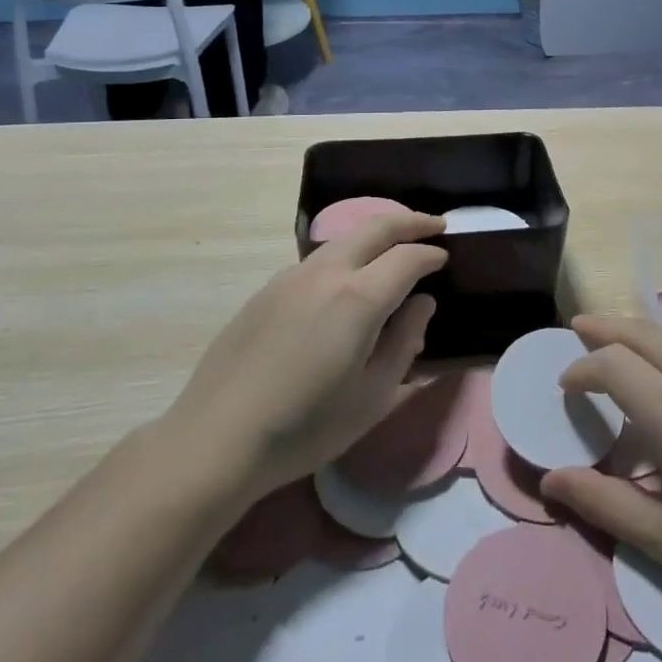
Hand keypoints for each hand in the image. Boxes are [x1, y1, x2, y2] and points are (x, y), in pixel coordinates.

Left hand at [156, 213, 447, 505]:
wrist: (216, 439)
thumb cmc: (305, 427)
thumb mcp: (372, 396)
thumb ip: (405, 342)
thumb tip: (421, 304)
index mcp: (358, 297)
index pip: (407, 257)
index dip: (431, 255)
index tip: (445, 258)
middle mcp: (325, 273)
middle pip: (375, 227)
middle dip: (409, 221)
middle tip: (434, 225)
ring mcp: (291, 277)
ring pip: (343, 240)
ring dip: (375, 235)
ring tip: (393, 249)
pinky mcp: (266, 290)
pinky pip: (317, 260)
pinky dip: (346, 256)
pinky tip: (346, 283)